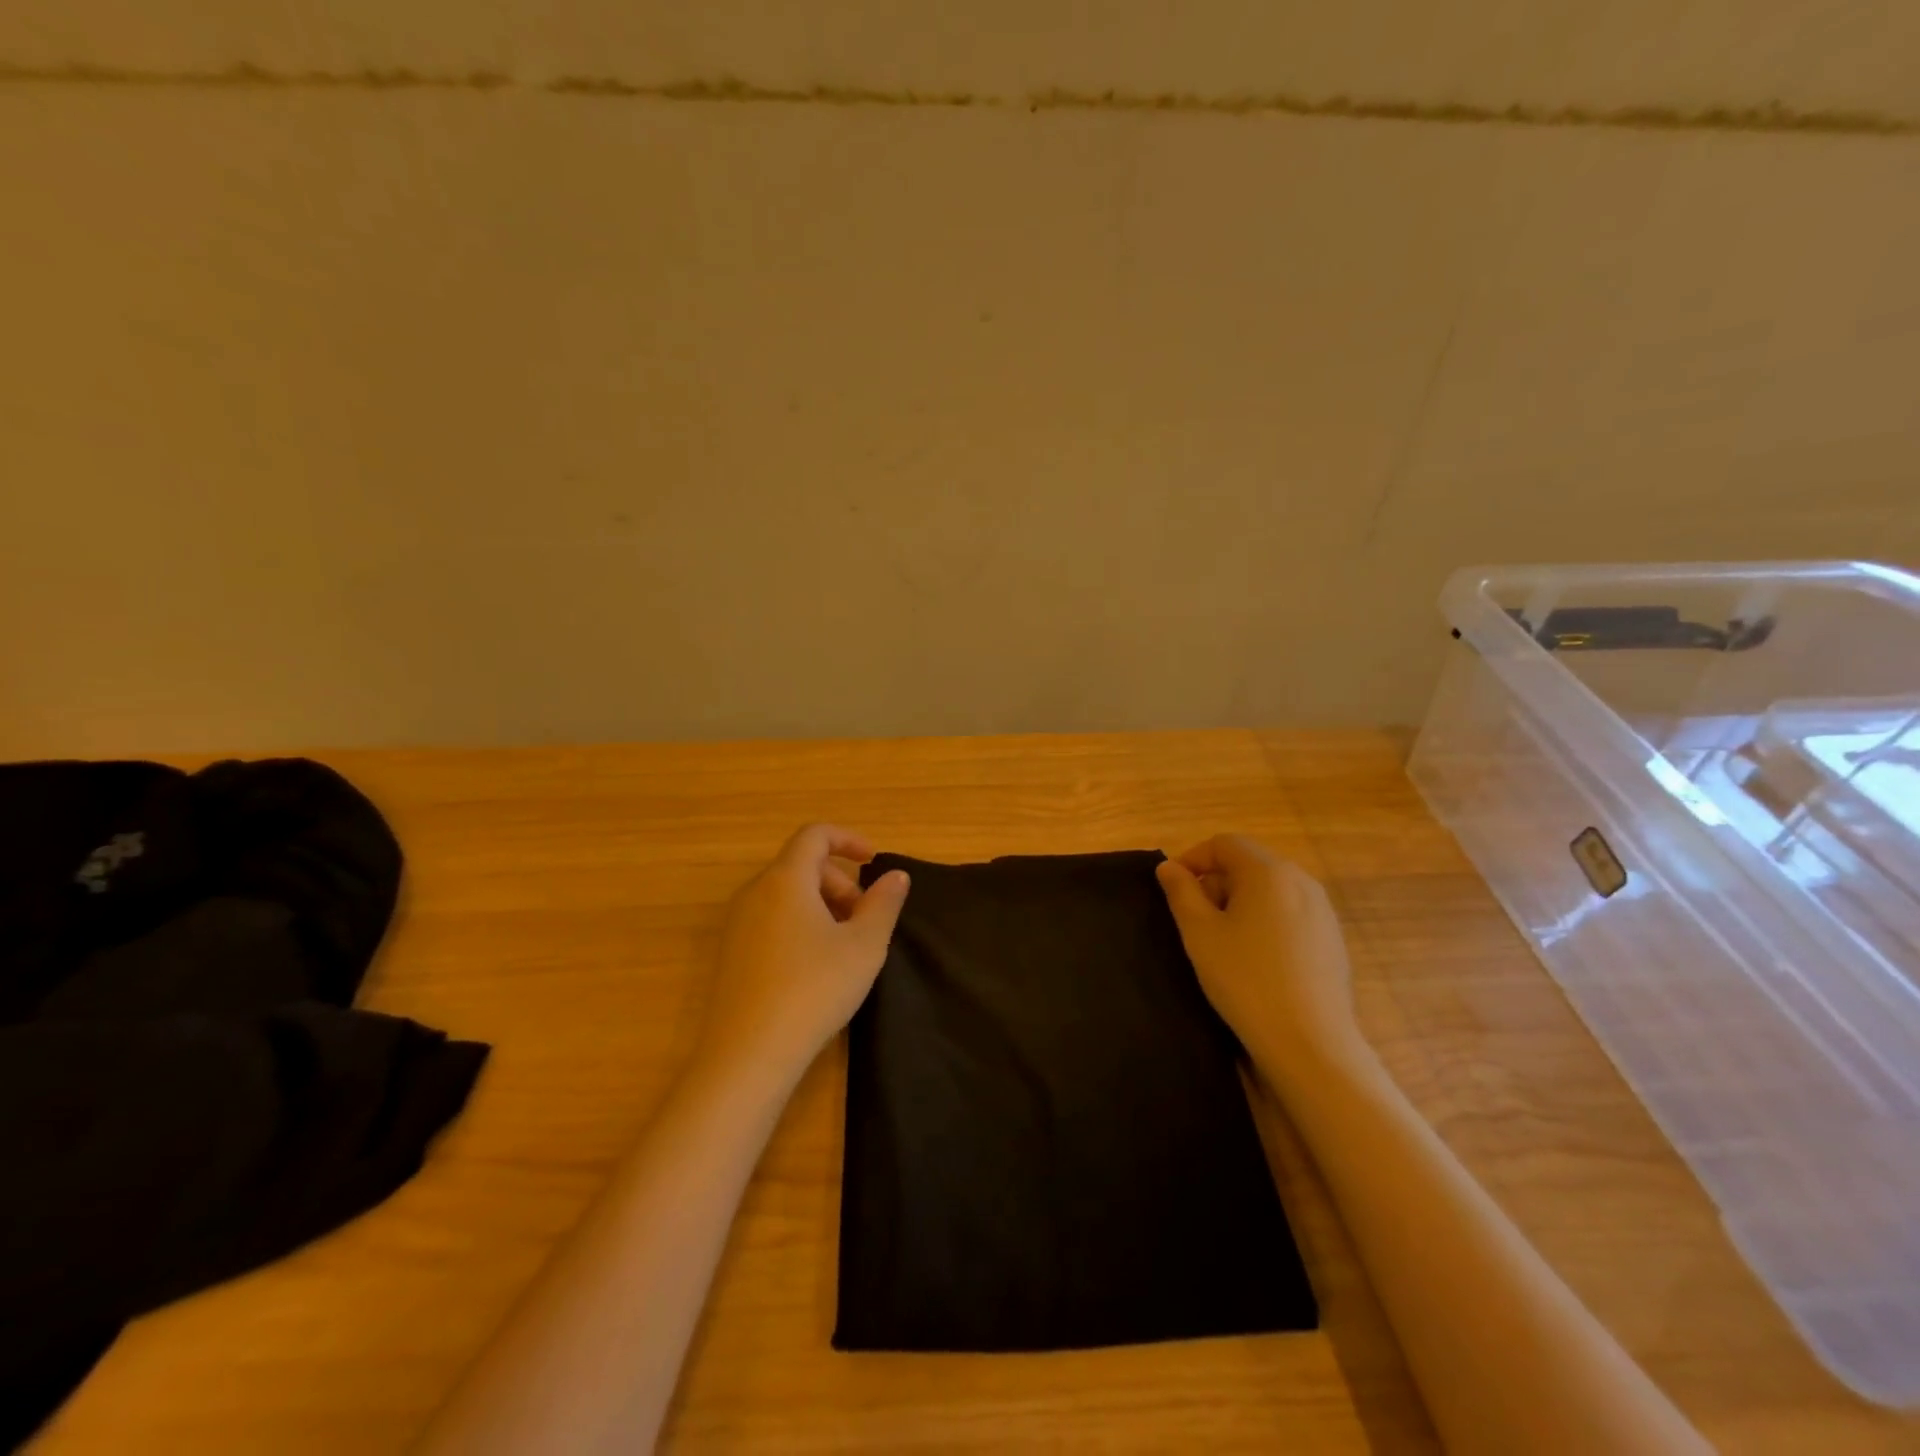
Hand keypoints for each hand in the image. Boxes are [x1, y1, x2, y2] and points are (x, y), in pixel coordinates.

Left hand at [699, 824, 909, 1084]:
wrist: (748, 1055)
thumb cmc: (814, 989)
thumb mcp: (864, 946)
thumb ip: (883, 903)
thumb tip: (895, 876)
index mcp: (785, 879)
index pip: (814, 835)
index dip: (848, 839)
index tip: (873, 862)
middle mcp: (755, 892)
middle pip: (802, 865)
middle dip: (839, 882)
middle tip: (865, 919)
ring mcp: (737, 924)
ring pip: (786, 894)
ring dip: (821, 905)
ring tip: (845, 945)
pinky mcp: (731, 954)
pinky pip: (771, 919)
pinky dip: (799, 924)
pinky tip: (815, 966)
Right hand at [1156, 835, 1366, 1081]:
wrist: (1309, 1041)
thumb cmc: (1244, 979)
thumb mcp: (1199, 933)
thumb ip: (1181, 892)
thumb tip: (1170, 867)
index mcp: (1267, 872)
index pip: (1224, 844)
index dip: (1193, 858)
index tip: (1174, 890)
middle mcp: (1300, 880)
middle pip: (1249, 863)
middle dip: (1216, 882)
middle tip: (1195, 920)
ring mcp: (1322, 910)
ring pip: (1270, 889)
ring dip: (1241, 902)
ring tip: (1224, 941)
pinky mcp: (1332, 938)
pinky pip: (1290, 912)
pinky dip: (1266, 921)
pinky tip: (1257, 959)